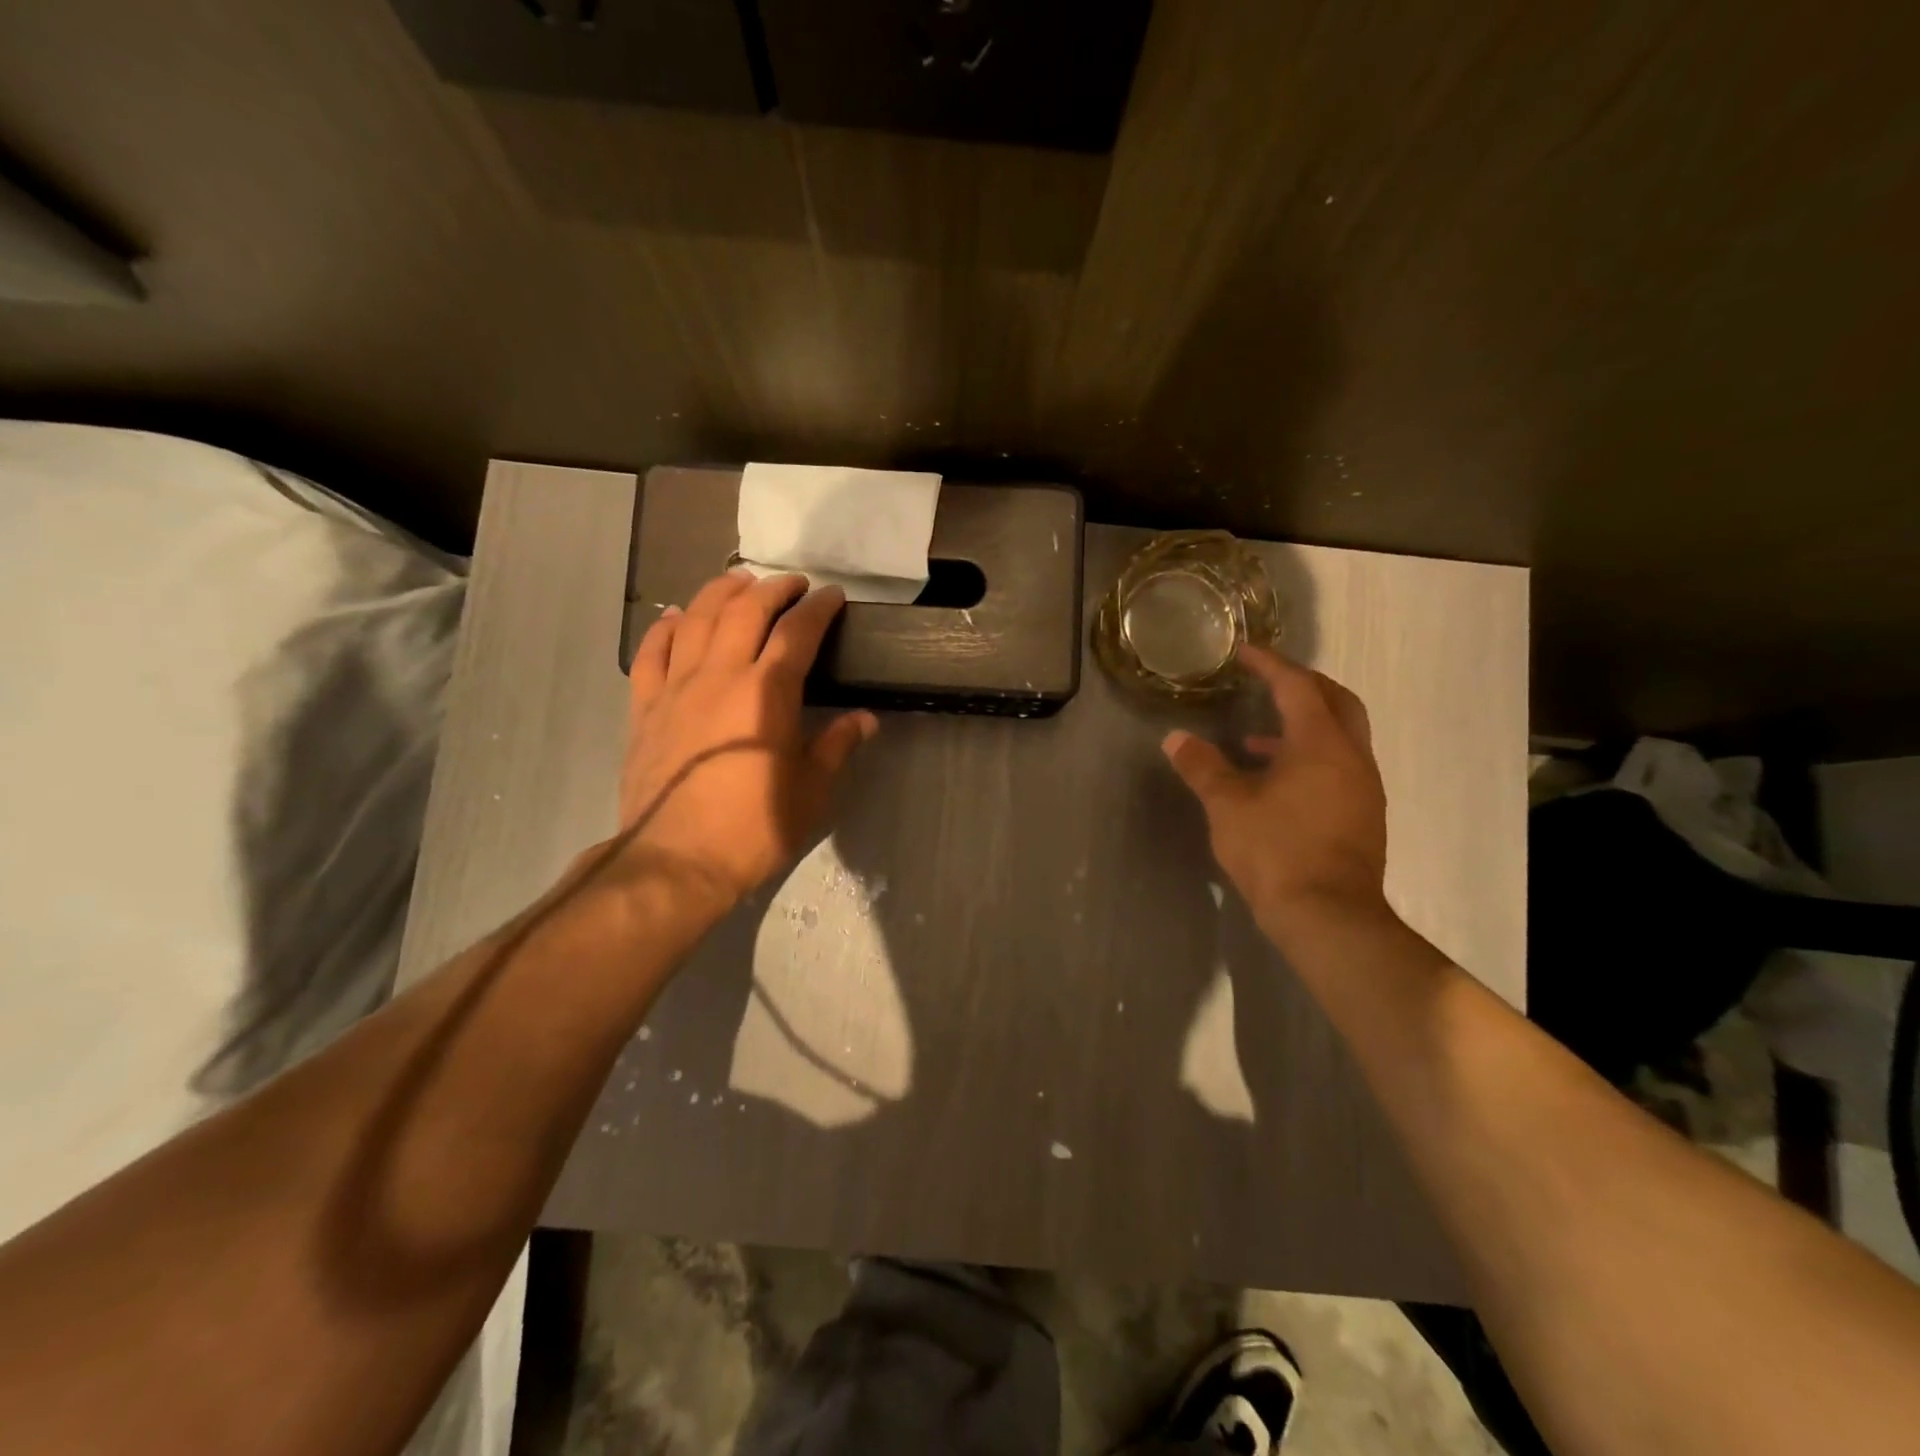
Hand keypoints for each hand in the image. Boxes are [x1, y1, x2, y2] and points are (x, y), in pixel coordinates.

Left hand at [618, 570, 876, 905]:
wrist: (676, 860)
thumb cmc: (754, 828)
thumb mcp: (811, 791)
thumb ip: (837, 746)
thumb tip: (865, 720)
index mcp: (766, 692)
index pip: (797, 632)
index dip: (818, 608)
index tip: (832, 596)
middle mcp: (719, 675)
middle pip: (744, 610)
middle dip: (772, 589)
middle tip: (792, 585)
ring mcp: (676, 688)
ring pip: (696, 619)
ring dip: (720, 593)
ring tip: (738, 583)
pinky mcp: (645, 708)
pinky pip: (650, 654)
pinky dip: (664, 629)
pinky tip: (675, 618)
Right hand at [1163, 646, 1389, 935]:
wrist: (1328, 916)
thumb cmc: (1276, 851)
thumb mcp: (1228, 806)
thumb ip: (1202, 767)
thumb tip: (1175, 738)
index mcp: (1320, 744)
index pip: (1297, 687)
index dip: (1270, 665)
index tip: (1245, 653)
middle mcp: (1351, 757)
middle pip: (1336, 702)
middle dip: (1303, 685)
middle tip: (1267, 681)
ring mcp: (1363, 787)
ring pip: (1340, 736)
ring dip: (1304, 726)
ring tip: (1255, 740)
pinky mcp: (1363, 815)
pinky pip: (1339, 766)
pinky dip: (1311, 756)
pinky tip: (1276, 782)